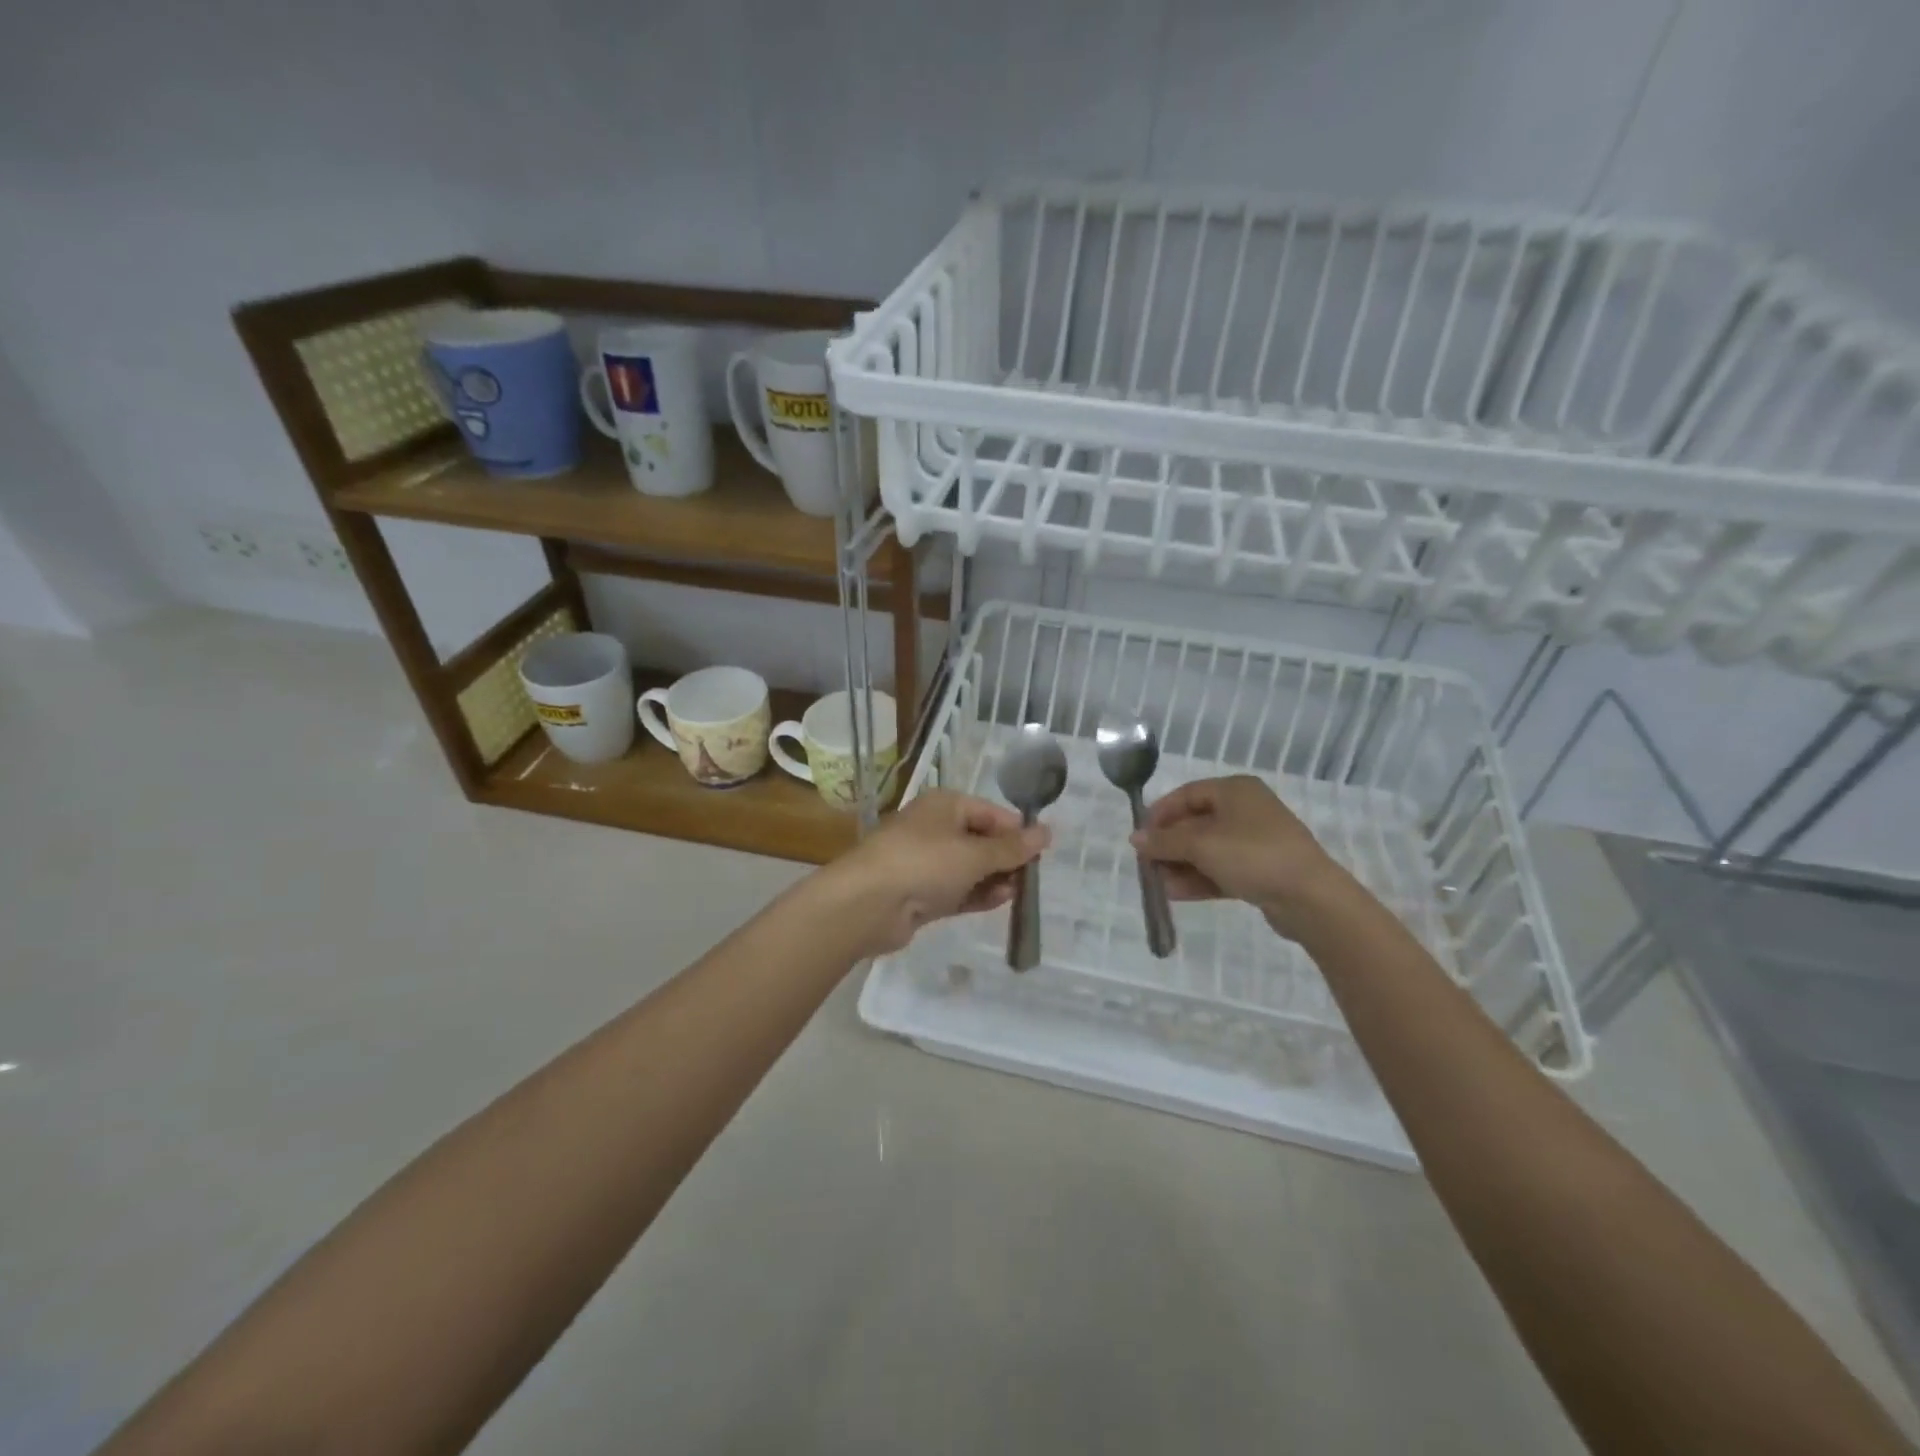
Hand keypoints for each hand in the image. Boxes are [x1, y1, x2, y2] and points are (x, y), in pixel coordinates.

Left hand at [822, 790, 1049, 956]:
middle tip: (1032, 877)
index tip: (1042, 852)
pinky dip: (978, 894)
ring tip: (1019, 892)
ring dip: (995, 878)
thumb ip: (1012, 848)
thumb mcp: (974, 853)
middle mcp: (935, 829)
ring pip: (970, 867)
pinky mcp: (921, 893)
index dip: (1017, 831)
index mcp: (945, 806)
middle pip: (981, 840)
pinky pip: (957, 890)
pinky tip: (1001, 902)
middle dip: (1007, 858)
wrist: (867, 904)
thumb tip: (1047, 832)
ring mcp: (926, 862)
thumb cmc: (924, 863)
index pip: (991, 813)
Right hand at [1131, 775, 1348, 937]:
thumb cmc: (1251, 855)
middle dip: (1169, 845)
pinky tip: (1176, 894)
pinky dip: (1199, 879)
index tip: (1140, 836)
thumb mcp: (1200, 844)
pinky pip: (1221, 869)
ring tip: (1159, 885)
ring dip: (1181, 866)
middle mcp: (1245, 810)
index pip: (1186, 794)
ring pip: (1207, 850)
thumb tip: (1135, 839)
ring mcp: (1255, 842)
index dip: (1160, 813)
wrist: (1310, 898)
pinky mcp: (1261, 871)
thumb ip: (1164, 841)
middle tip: (1147, 864)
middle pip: (1195, 823)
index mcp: (1234, 790)